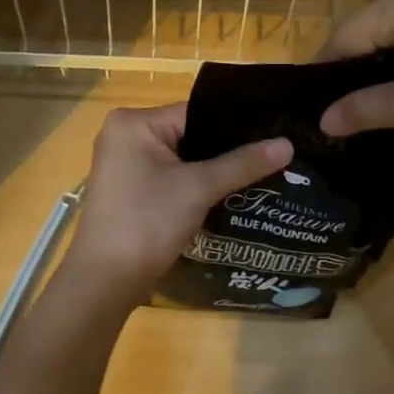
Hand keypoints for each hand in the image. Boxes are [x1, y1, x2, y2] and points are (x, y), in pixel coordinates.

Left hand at [58, 103, 292, 307]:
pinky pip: (171, 176)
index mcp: (134, 122)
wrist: (105, 281)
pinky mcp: (130, 190)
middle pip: (190, 134)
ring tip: (260, 173)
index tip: (274, 134)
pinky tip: (229, 194)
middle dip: (227, 149)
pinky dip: (196, 185)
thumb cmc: (147, 222)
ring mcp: (125, 164)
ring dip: (214, 169)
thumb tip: (288, 144)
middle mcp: (125, 135)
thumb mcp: (199, 188)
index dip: (236, 126)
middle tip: (273, 155)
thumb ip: (243, 163)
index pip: (197, 113)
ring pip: (182, 158)